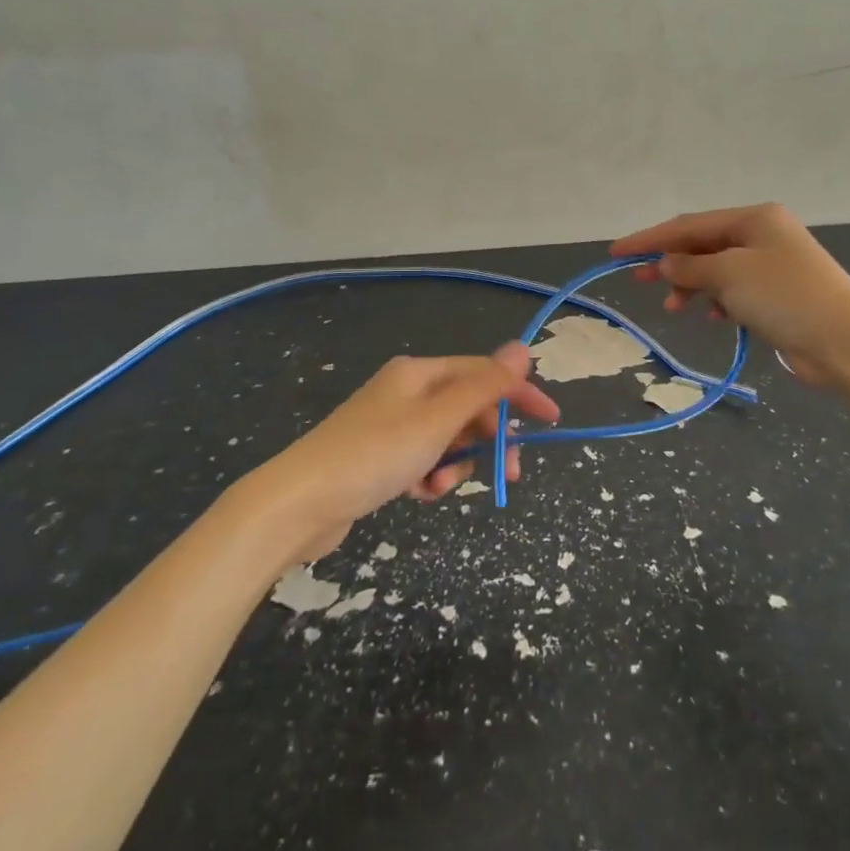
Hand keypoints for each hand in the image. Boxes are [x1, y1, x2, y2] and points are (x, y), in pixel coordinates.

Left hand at [254, 343, 558, 558]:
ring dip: (457, 463)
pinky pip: (424, 460)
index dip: (519, 394)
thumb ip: (484, 386)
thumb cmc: (375, 454)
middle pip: (467, 407)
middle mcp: (407, 391)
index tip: (550, 421)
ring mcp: (391, 425)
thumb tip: (522, 347)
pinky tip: (422, 495)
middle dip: (489, 438)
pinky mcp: (380, 458)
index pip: (484, 373)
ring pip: (448, 438)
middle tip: (510, 471)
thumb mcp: (438, 420)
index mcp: (421, 373)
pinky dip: (431, 477)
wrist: (299, 503)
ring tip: (442, 488)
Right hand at [611, 202, 849, 386]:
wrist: (846, 341)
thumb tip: (664, 263)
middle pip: (702, 245)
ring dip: (692, 286)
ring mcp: (772, 265)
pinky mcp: (778, 295)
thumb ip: (690, 266)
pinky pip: (735, 291)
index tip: (616, 252)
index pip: (688, 225)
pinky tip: (713, 318)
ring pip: (717, 270)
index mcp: (753, 218)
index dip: (650, 239)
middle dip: (670, 263)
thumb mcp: (730, 274)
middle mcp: (763, 235)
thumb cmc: (784, 296)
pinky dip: (718, 301)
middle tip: (637, 281)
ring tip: (674, 308)